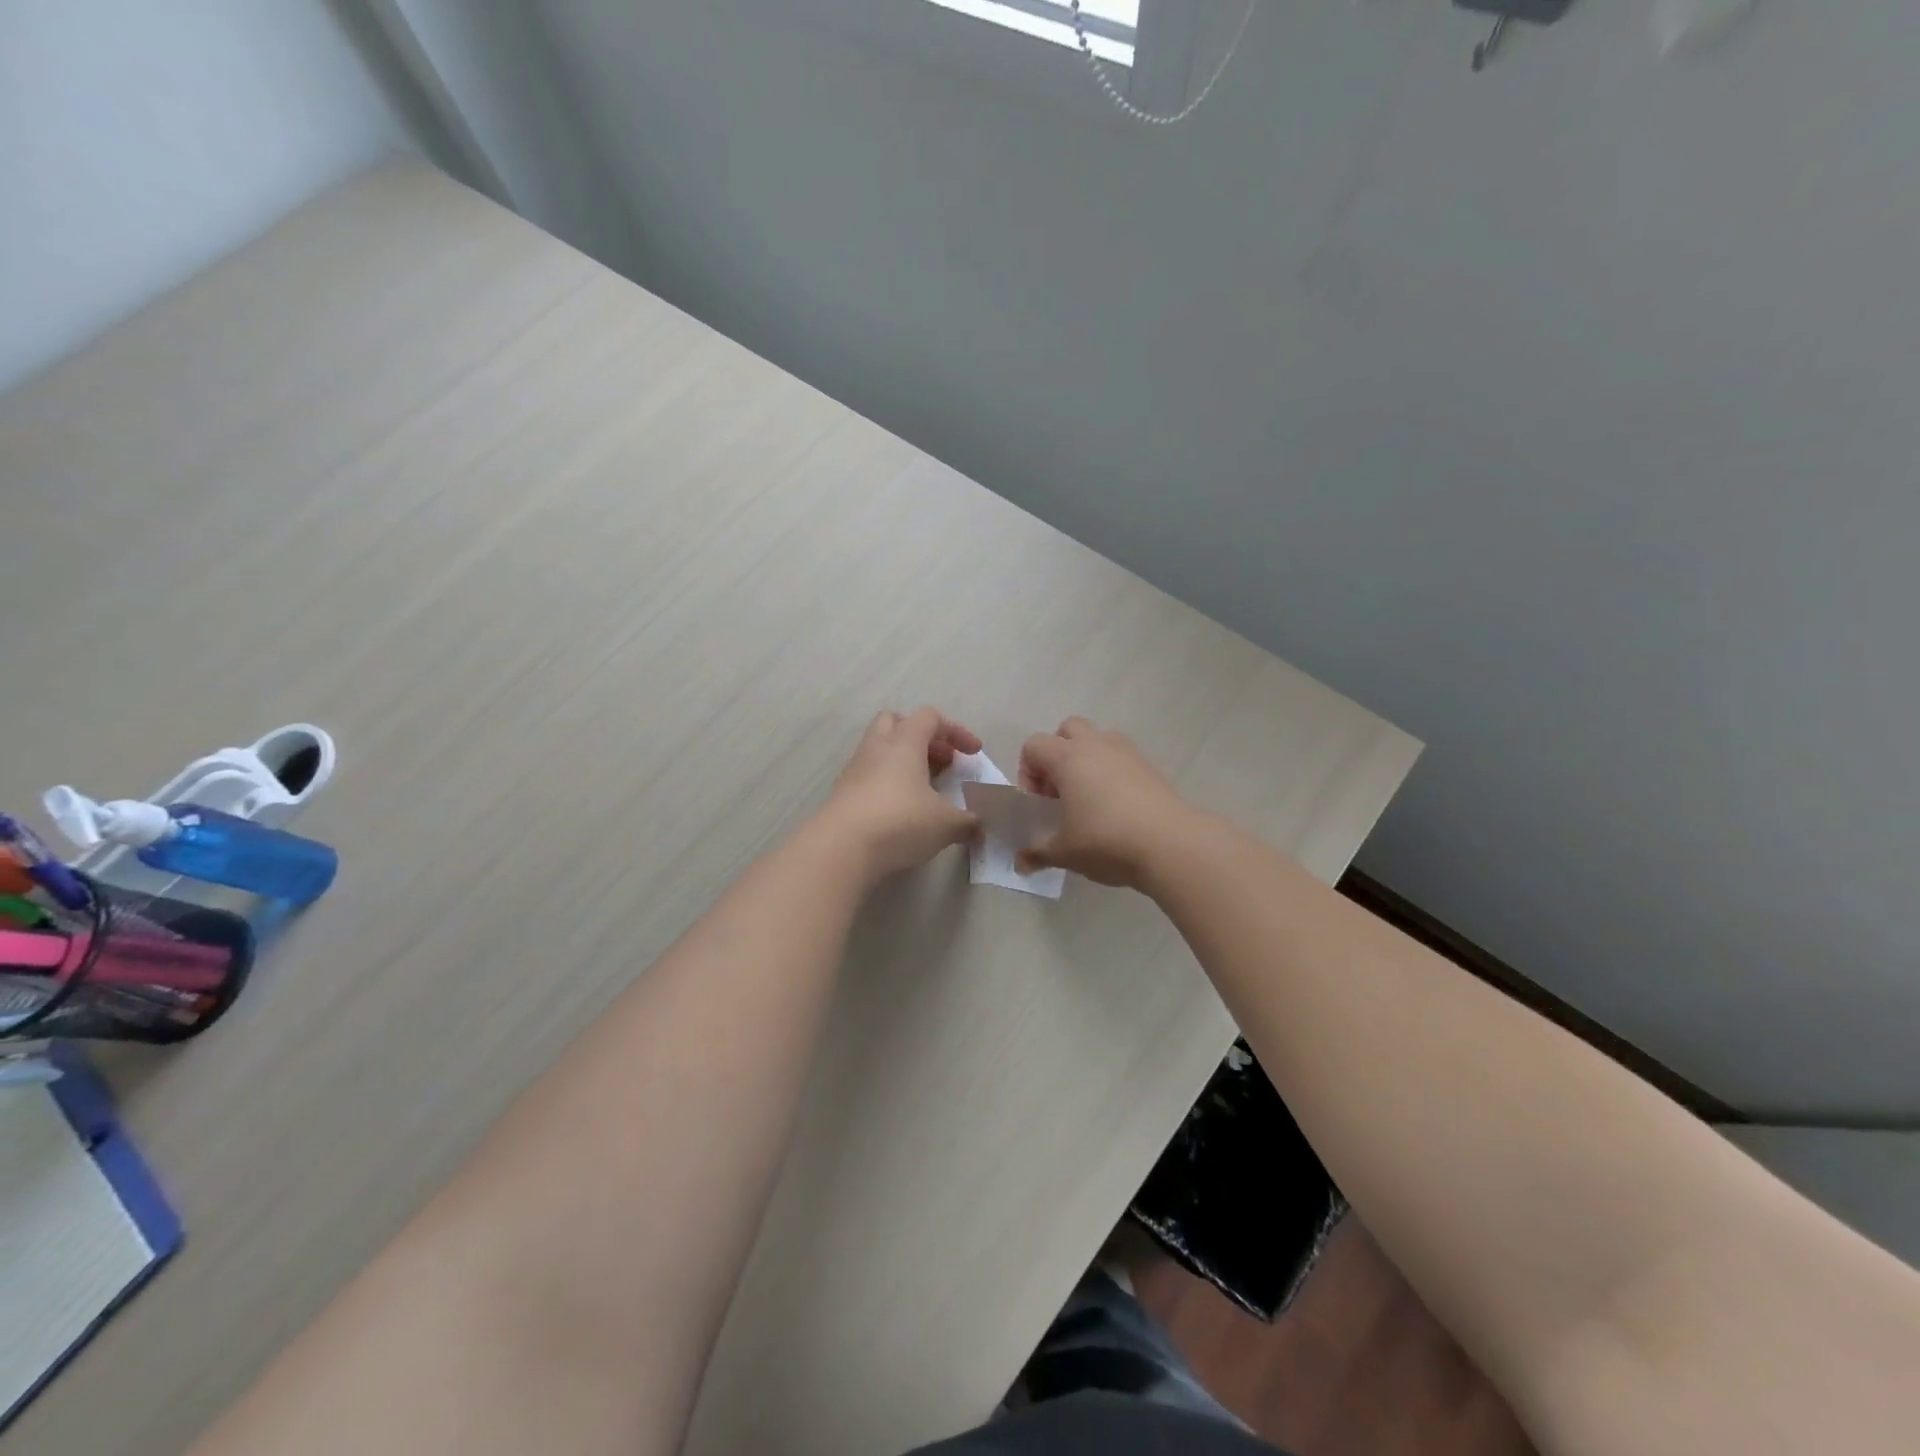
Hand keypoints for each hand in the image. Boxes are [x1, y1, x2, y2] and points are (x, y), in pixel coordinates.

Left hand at [822, 708, 981, 881]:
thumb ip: (967, 821)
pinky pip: (868, 775)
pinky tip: (900, 809)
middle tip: (941, 761)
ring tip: (923, 789)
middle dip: (922, 737)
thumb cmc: (900, 821)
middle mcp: (877, 747)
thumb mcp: (945, 824)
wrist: (841, 848)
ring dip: (903, 761)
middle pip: (897, 723)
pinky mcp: (842, 793)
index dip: (956, 731)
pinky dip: (887, 783)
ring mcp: (855, 769)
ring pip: (880, 749)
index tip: (973, 754)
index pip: (930, 718)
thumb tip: (977, 826)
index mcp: (904, 742)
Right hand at [1016, 717, 1198, 888]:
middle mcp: (1096, 746)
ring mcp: (1127, 753)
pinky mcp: (1150, 767)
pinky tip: (1116, 808)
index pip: (1033, 745)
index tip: (1039, 803)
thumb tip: (1020, 863)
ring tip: (1089, 799)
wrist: (1171, 844)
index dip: (1028, 772)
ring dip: (1087, 760)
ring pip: (1098, 739)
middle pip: (1068, 729)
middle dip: (1057, 754)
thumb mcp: (1064, 852)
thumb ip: (1038, 853)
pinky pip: (1121, 757)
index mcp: (1067, 758)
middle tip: (1060, 792)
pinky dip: (1112, 772)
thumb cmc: (1106, 841)